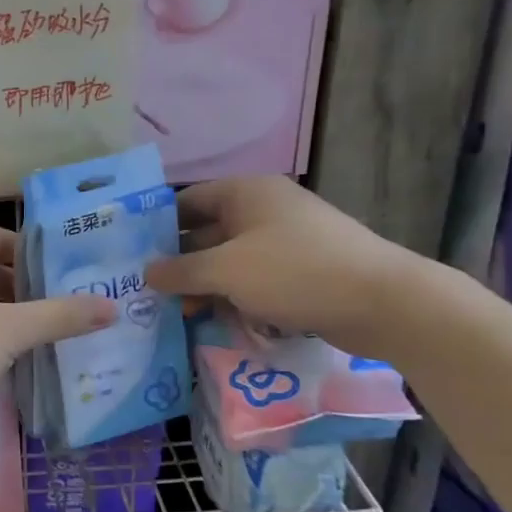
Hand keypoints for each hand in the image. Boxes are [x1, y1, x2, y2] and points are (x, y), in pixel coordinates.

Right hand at [144, 177, 423, 357]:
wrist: (382, 302)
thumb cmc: (295, 272)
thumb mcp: (226, 271)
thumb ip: (180, 271)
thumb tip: (145, 273)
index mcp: (244, 193)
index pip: (184, 201)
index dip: (155, 226)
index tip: (128, 255)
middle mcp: (262, 209)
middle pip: (204, 232)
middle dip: (177, 263)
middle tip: (146, 292)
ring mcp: (283, 239)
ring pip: (227, 259)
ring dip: (203, 284)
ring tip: (179, 313)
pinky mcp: (299, 269)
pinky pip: (252, 278)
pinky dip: (232, 295)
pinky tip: (216, 319)